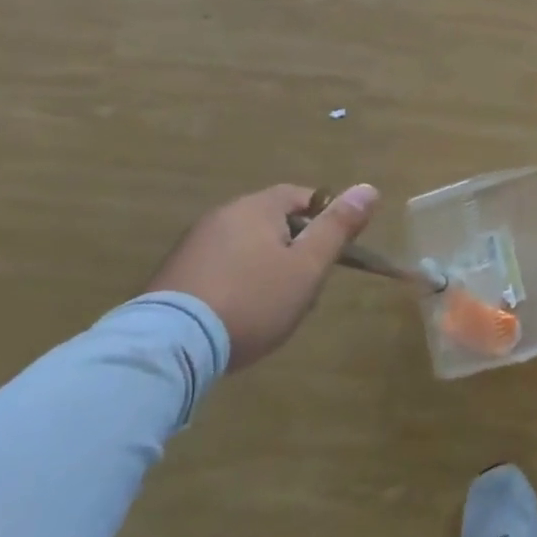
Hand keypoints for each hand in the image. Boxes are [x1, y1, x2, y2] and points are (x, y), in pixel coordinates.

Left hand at [144, 183, 377, 370]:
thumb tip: (368, 188)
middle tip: (307, 285)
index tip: (334, 251)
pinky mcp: (171, 276)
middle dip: (295, 249)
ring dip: (266, 268)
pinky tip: (238, 315)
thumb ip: (338, 227)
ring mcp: (191, 245)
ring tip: (273, 307)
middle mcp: (221, 216)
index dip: (325, 219)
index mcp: (256, 207)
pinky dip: (236, 283)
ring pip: (246, 247)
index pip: (302, 196)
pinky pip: (219, 269)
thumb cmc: (253, 300)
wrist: (168, 348)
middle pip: (273, 222)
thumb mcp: (308, 266)